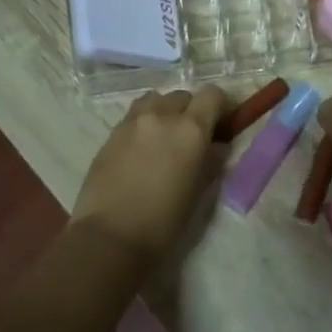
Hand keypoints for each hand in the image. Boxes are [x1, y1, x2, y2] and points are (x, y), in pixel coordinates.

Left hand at [71, 87, 229, 259]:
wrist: (111, 236)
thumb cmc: (164, 221)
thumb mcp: (198, 192)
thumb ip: (210, 161)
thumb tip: (216, 147)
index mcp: (190, 129)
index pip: (212, 95)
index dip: (220, 106)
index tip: (220, 125)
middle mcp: (162, 116)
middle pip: (182, 96)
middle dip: (191, 110)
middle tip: (191, 137)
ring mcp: (132, 122)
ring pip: (154, 100)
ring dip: (164, 111)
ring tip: (163, 137)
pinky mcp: (110, 134)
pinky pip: (133, 116)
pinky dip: (143, 124)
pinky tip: (141, 150)